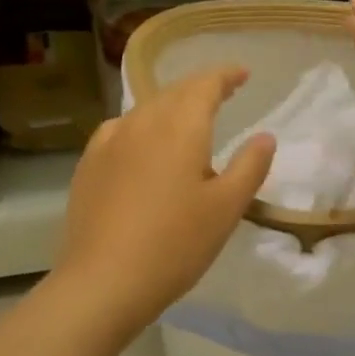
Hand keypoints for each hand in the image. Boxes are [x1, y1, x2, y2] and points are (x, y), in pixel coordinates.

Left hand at [53, 67, 274, 338]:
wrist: (104, 280)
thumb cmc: (175, 244)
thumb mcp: (226, 208)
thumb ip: (250, 166)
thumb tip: (265, 137)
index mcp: (179, 127)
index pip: (204, 84)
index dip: (225, 76)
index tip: (242, 75)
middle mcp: (142, 122)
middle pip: (173, 92)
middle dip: (199, 88)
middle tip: (222, 93)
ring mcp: (109, 142)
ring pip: (145, 109)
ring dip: (170, 106)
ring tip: (186, 120)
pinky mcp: (89, 164)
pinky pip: (121, 130)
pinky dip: (141, 126)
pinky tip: (142, 144)